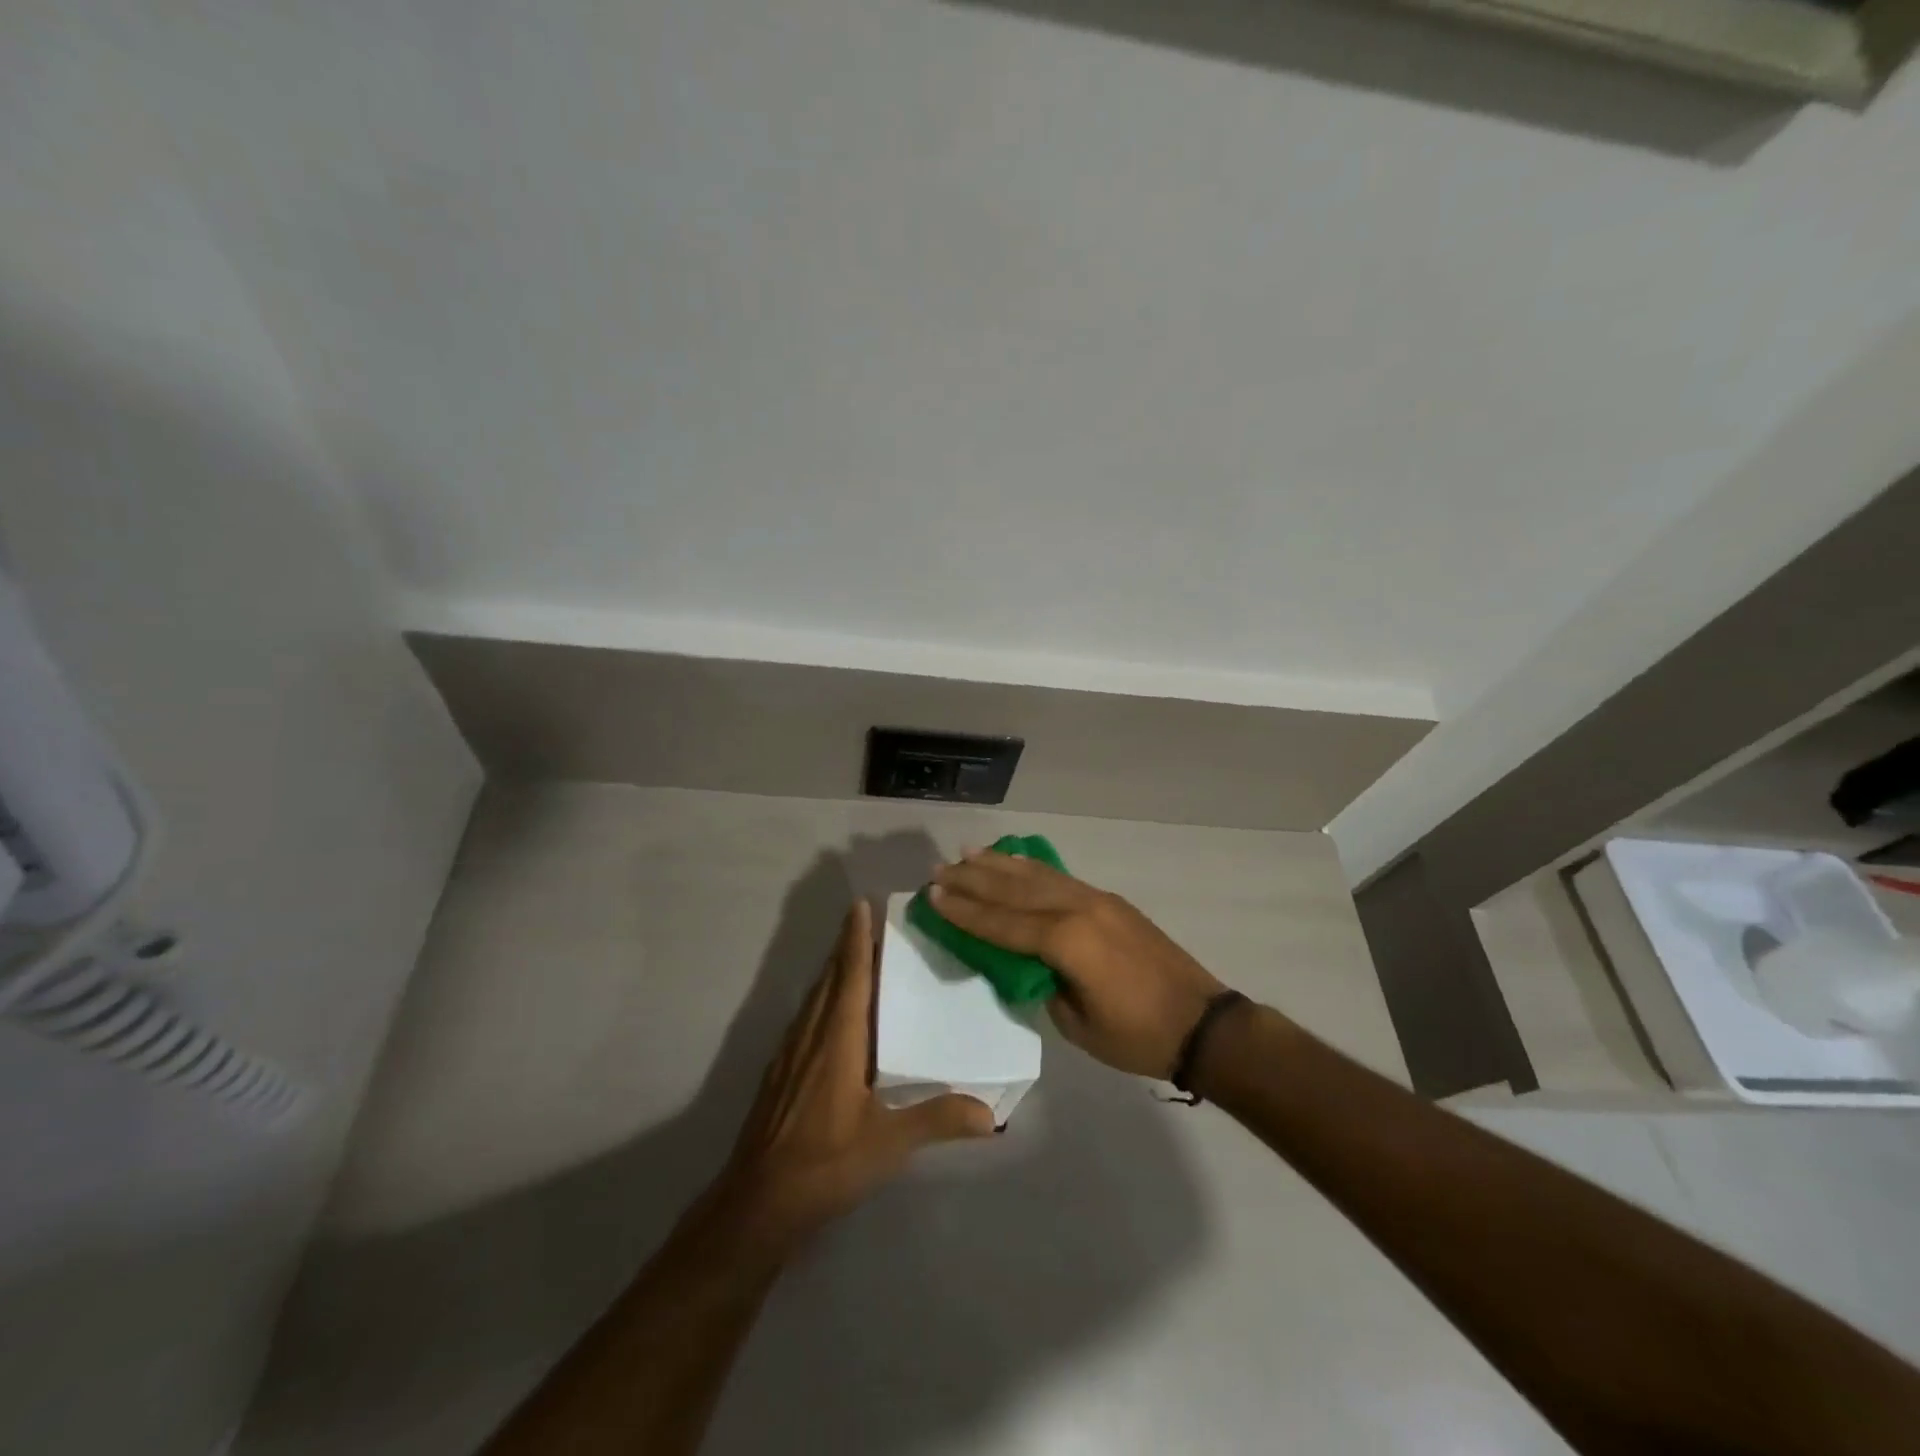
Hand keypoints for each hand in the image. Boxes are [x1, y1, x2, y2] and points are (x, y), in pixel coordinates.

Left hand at [715, 900, 994, 1254]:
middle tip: (867, 922)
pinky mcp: (779, 1074)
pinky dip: (821, 1000)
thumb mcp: (888, 1144)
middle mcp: (811, 1036)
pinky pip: (805, 1019)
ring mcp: (790, 1055)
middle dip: (846, 948)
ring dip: (833, 972)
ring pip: (814, 998)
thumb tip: (991, 1114)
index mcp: (838, 1041)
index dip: (856, 940)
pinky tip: (830, 1015)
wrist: (758, 1202)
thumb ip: (937, 1121)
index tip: (860, 905)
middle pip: (830, 979)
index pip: (850, 977)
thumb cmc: (825, 1163)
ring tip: (854, 958)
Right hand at [930, 851, 1228, 1078]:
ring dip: (1000, 864)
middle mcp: (1078, 909)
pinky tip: (1017, 861)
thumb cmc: (1137, 1035)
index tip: (933, 896)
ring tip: (968, 853)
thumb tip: (1025, 964)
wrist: (1202, 1023)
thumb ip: (1044, 985)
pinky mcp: (1111, 901)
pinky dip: (1033, 868)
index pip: (1002, 923)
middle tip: (939, 869)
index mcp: (1066, 941)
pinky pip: (1061, 878)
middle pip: (1015, 890)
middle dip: (973, 879)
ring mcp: (1097, 900)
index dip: (965, 912)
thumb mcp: (1077, 1024)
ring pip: (1037, 876)